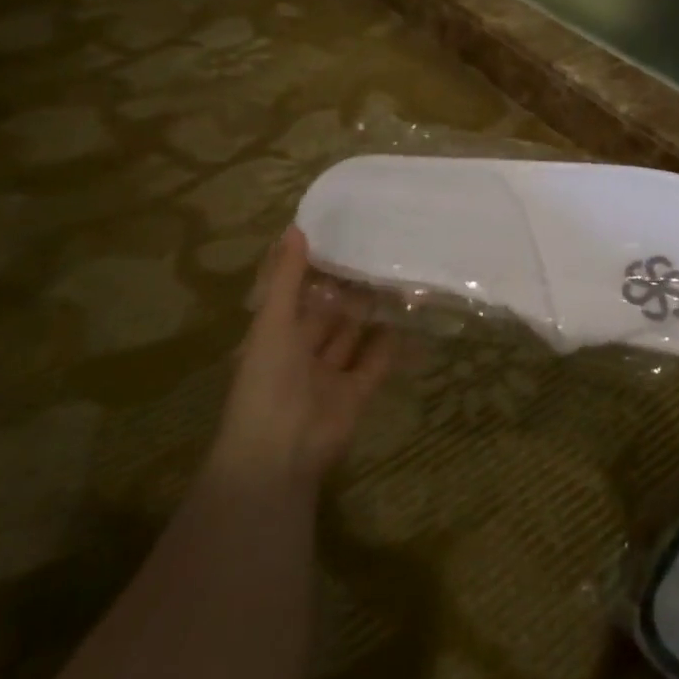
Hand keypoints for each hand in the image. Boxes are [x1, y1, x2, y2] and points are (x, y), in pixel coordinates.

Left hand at [210, 226, 395, 485]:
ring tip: (399, 278)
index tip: (339, 237)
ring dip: (371, 314)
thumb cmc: (268, 381)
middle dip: (348, 291)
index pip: (294, 295)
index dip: (313, 271)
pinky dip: (392, 344)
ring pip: (354, 336)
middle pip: (328, 315)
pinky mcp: (357, 393)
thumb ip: (286, 278)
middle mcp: (302, 353)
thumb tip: (296, 228)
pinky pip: (377, 362)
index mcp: (275, 336)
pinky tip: (410, 317)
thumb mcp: (272, 323)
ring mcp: (331, 375)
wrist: (281, 451)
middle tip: (379, 253)